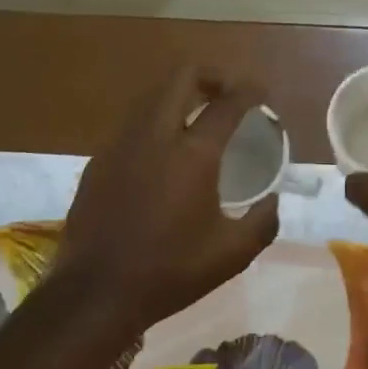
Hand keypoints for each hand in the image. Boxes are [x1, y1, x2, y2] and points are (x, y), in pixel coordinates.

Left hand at [51, 66, 280, 329]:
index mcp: (193, 154)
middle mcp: (155, 135)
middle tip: (226, 94)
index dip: (249, 91)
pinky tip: (161, 152)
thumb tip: (271, 201)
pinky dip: (154, 121)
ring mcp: (120, 144)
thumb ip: (262, 222)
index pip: (227, 103)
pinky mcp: (98, 160)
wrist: (96, 293)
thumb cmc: (170, 272)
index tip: (261, 92)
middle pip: (182, 77)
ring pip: (152, 96)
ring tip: (196, 117)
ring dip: (179, 95)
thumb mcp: (231, 255)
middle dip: (210, 76)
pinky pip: (131, 123)